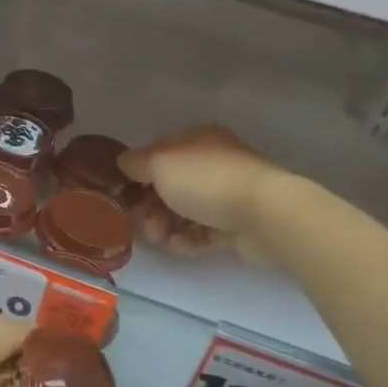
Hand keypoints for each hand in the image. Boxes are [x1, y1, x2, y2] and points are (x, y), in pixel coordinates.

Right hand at [119, 125, 284, 261]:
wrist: (264, 214)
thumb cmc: (206, 180)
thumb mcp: (159, 163)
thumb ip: (135, 163)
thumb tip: (123, 163)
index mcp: (197, 140)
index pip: (159, 154)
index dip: (138, 174)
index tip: (123, 195)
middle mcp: (213, 163)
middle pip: (170, 185)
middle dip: (151, 205)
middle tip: (142, 222)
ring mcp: (227, 194)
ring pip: (185, 211)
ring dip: (166, 225)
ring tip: (160, 238)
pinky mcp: (237, 225)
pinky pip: (204, 232)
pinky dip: (188, 239)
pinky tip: (178, 246)